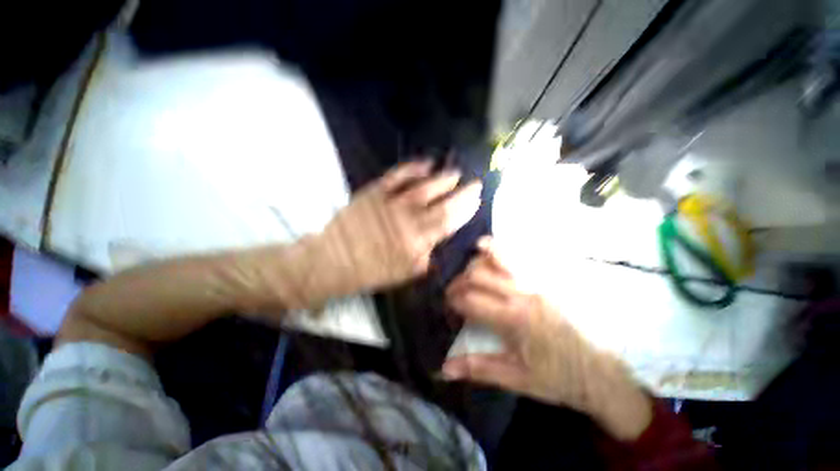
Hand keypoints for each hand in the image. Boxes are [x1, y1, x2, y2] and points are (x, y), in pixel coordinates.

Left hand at [317, 160, 481, 296]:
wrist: (334, 259)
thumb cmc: (371, 270)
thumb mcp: (403, 273)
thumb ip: (425, 259)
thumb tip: (439, 244)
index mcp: (416, 242)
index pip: (448, 223)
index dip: (464, 210)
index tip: (476, 200)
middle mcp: (407, 220)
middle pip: (441, 203)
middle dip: (461, 193)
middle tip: (475, 183)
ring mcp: (391, 203)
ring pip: (423, 187)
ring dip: (442, 179)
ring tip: (455, 173)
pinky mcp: (375, 192)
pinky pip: (397, 176)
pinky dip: (413, 168)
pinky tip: (426, 163)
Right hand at [443, 237, 651, 439]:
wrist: (603, 372)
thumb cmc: (557, 378)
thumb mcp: (516, 378)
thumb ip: (478, 368)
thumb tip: (444, 369)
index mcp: (514, 320)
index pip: (470, 300)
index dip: (452, 300)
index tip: (447, 305)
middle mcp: (523, 294)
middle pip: (479, 275)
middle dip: (458, 281)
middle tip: (452, 291)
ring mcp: (537, 283)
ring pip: (498, 259)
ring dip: (476, 260)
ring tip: (466, 266)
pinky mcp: (548, 280)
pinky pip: (518, 257)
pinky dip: (499, 250)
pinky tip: (488, 248)